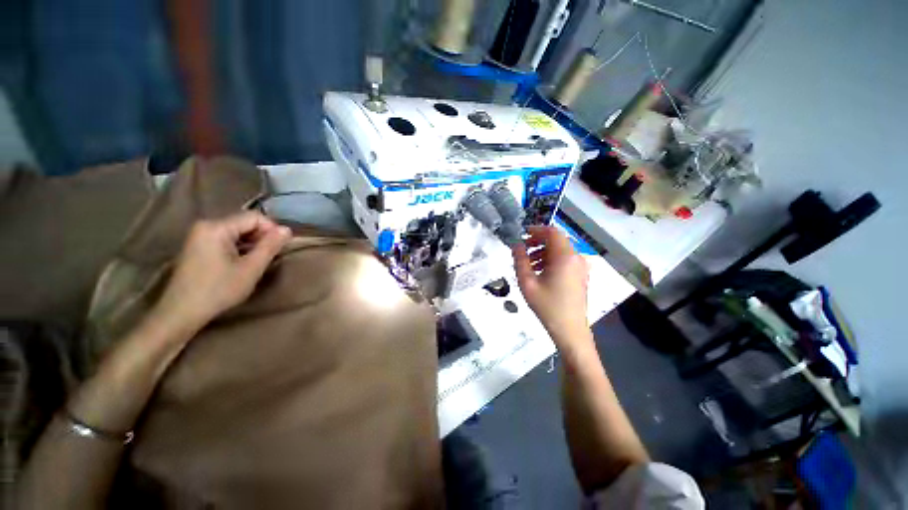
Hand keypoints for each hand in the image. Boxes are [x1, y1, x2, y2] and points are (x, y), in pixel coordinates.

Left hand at [156, 211, 290, 333]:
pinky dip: (239, 247)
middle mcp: (205, 225)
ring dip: (252, 243)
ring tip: (258, 261)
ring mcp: (198, 235)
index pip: (254, 217)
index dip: (272, 230)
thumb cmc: (218, 290)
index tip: (280, 248)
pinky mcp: (197, 246)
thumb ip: (270, 246)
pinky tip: (242, 263)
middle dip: (262, 237)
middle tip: (271, 256)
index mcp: (216, 227)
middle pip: (244, 222)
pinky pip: (226, 238)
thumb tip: (287, 229)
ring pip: (236, 231)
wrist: (181, 313)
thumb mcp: (251, 269)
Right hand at [513, 226, 589, 348]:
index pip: (552, 232)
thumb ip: (520, 260)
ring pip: (560, 250)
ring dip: (543, 252)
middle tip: (522, 250)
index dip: (536, 230)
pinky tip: (539, 272)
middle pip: (556, 240)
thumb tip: (516, 244)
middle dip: (538, 242)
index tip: (521, 235)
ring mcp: (580, 267)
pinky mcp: (580, 275)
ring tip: (528, 264)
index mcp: (564, 257)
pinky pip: (564, 260)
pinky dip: (551, 260)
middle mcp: (576, 258)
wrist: (570, 330)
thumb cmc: (547, 306)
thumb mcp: (527, 282)